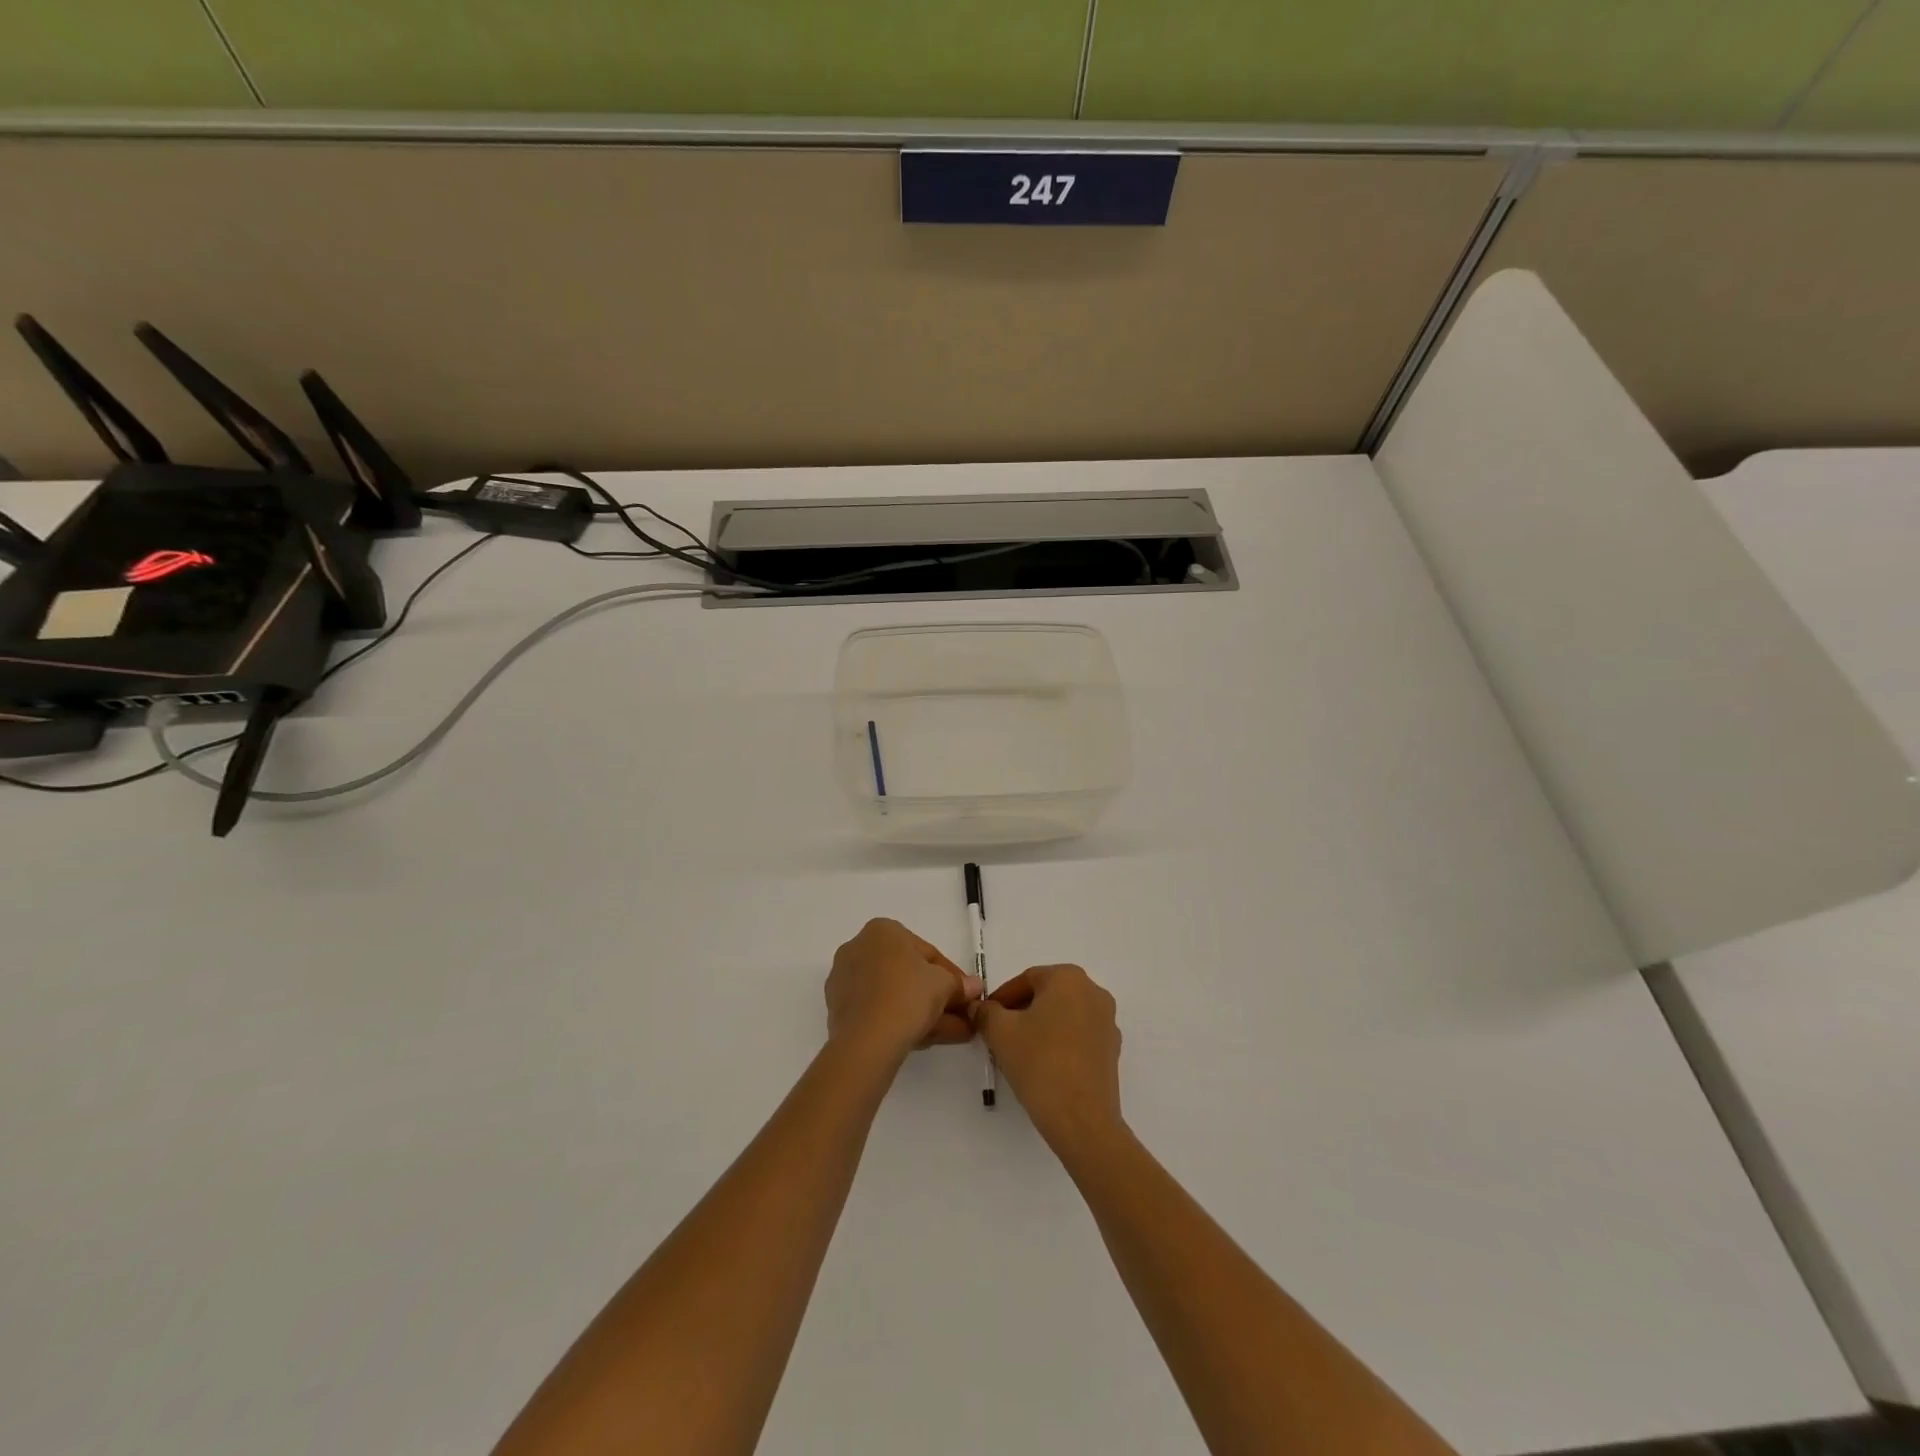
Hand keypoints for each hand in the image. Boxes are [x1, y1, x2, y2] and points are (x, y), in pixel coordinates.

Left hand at [826, 919, 982, 1064]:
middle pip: (908, 973)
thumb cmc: (908, 995)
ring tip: (952, 1034)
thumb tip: (974, 987)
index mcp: (882, 930)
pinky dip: (902, 1020)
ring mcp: (845, 980)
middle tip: (959, 1015)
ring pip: (894, 994)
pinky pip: (878, 1010)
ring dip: (924, 1012)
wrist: (867, 1039)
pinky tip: (925, 1039)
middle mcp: (858, 948)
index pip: (926, 952)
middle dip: (937, 996)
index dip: (952, 975)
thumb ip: (959, 984)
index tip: (967, 995)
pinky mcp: (839, 1009)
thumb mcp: (944, 985)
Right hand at [973, 965, 1123, 1152]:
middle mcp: (1094, 992)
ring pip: (1063, 1016)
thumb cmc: (1039, 1063)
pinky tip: (1042, 1065)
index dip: (1001, 998)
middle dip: (1020, 1012)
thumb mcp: (1000, 1032)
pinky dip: (1059, 1043)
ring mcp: (1107, 1022)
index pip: (1026, 979)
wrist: (1081, 1119)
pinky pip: (1078, 1036)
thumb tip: (979, 1007)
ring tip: (1018, 1052)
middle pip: (1047, 995)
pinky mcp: (1112, 1050)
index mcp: (1069, 978)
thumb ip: (986, 1012)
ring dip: (1039, 1027)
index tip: (985, 1017)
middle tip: (998, 1034)